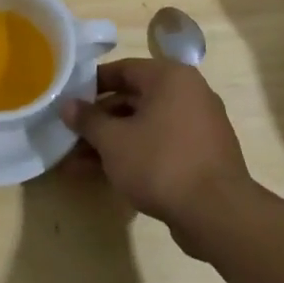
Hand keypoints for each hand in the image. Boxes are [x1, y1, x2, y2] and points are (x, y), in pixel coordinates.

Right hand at [60, 57, 258, 258]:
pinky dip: (134, 153)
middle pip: (133, 98)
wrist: (216, 213)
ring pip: (145, 125)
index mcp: (170, 78)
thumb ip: (88, 120)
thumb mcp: (113, 140)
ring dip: (112, 140)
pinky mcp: (201, 155)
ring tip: (77, 160)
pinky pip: (160, 144)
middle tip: (69, 134)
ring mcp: (198, 126)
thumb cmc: (160, 163)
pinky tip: (105, 173)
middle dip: (99, 119)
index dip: (91, 84)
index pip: (123, 69)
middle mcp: (189, 94)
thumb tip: (67, 105)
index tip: (68, 100)